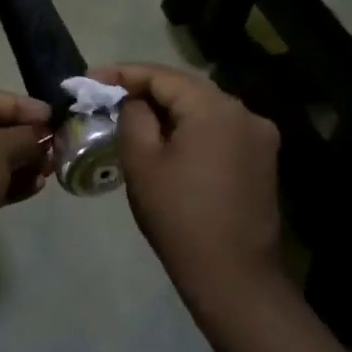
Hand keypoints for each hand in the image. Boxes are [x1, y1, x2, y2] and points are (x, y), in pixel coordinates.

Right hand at [94, 63, 283, 307]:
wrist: (233, 277)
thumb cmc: (179, 216)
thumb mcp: (142, 162)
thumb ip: (133, 116)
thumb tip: (134, 101)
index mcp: (214, 107)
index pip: (161, 75)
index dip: (122, 74)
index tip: (89, 80)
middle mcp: (243, 111)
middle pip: (185, 88)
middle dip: (145, 89)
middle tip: (107, 96)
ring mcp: (259, 135)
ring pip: (204, 108)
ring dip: (169, 109)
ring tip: (132, 115)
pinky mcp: (262, 159)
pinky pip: (219, 130)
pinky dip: (191, 128)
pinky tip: (168, 139)